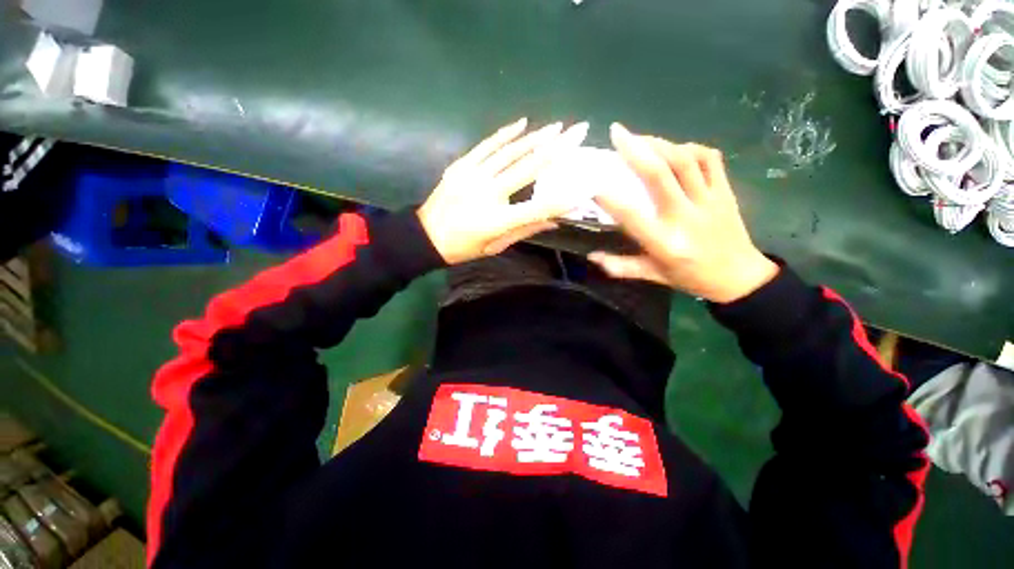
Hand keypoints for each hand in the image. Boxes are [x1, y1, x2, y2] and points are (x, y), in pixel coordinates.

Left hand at [418, 118, 588, 264]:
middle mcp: (487, 194)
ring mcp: (472, 175)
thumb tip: (553, 220)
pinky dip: (505, 134)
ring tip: (557, 127)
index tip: (583, 187)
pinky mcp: (461, 166)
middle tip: (578, 132)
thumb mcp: (495, 246)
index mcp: (497, 220)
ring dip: (536, 138)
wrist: (426, 236)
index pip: (537, 207)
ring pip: (510, 152)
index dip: (561, 198)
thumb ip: (524, 230)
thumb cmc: (463, 247)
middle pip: (528, 169)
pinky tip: (522, 124)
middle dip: (557, 150)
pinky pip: (486, 146)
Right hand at [588, 123, 778, 303]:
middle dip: (635, 150)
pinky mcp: (726, 191)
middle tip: (617, 132)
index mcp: (665, 243)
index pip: (633, 216)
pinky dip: (690, 148)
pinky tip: (674, 148)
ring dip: (659, 144)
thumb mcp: (653, 276)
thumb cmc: (691, 277)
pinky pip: (709, 159)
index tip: (592, 184)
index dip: (610, 199)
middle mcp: (686, 217)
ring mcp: (709, 200)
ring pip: (684, 161)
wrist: (740, 276)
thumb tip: (592, 257)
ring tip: (640, 138)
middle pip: (660, 175)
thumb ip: (621, 267)